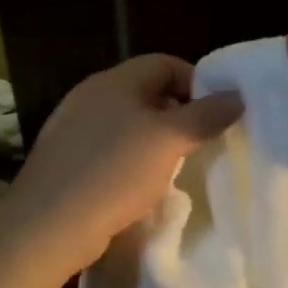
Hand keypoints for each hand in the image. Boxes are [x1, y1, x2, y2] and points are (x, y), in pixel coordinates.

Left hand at [9, 54, 242, 270]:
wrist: (50, 224)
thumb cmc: (115, 171)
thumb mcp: (169, 140)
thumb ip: (205, 115)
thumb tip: (237, 95)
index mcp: (114, 81)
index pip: (164, 63)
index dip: (196, 82)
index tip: (217, 113)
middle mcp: (90, 96)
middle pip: (145, 92)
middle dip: (178, 113)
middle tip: (201, 141)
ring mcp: (73, 128)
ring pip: (126, 123)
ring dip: (154, 139)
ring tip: (175, 166)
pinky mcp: (65, 159)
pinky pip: (108, 149)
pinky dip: (130, 160)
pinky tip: (139, 185)